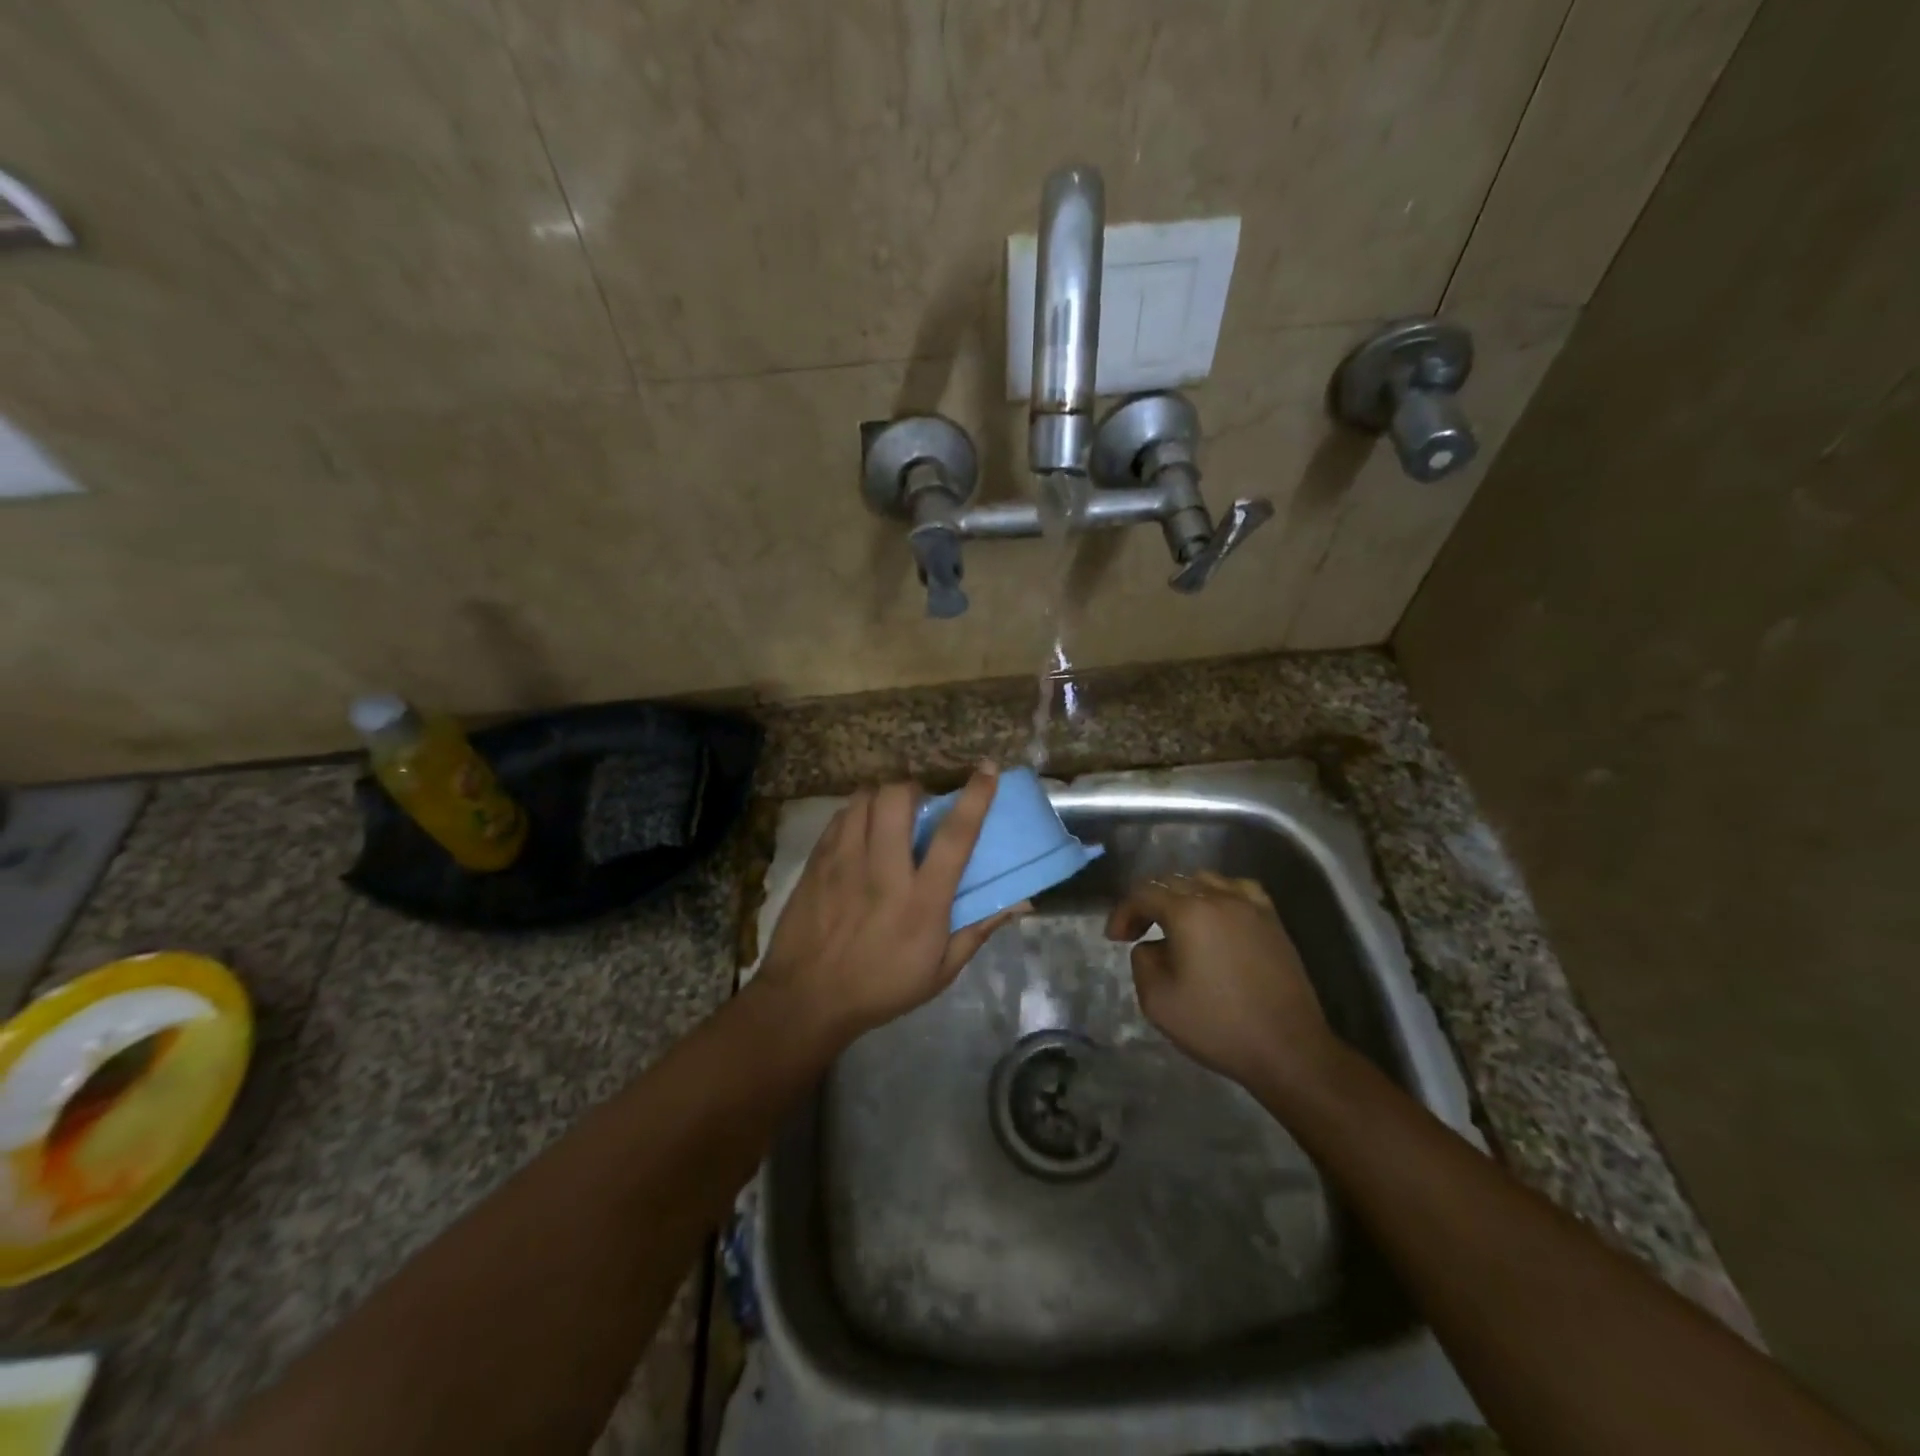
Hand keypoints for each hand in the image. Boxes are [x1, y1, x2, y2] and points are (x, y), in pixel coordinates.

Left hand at [756, 767, 1026, 1047]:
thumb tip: (1021, 903)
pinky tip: (859, 832)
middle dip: (913, 789)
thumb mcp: (940, 971)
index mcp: (922, 901)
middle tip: (919, 805)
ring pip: (864, 799)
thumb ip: (979, 929)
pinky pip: (839, 817)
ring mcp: (844, 863)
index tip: (986, 770)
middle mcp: (883, 872)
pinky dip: (855, 813)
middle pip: (897, 799)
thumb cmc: (881, 987)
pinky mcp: (817, 863)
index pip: (955, 837)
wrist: (806, 999)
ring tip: (887, 814)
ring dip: (881, 797)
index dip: (975, 798)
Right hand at [1105, 870, 1336, 1091]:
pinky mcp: (1272, 921)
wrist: (1288, 1049)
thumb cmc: (1218, 1026)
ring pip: (1205, 881)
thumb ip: (1142, 961)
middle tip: (1136, 933)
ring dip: (1181, 897)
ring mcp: (1251, 907)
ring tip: (1174, 924)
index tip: (1115, 938)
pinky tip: (1215, 918)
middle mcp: (1220, 898)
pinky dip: (1218, 896)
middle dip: (1148, 903)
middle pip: (1173, 882)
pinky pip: (1238, 890)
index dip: (1123, 912)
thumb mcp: (1158, 1000)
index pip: (1144, 893)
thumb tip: (1151, 946)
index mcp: (1188, 913)